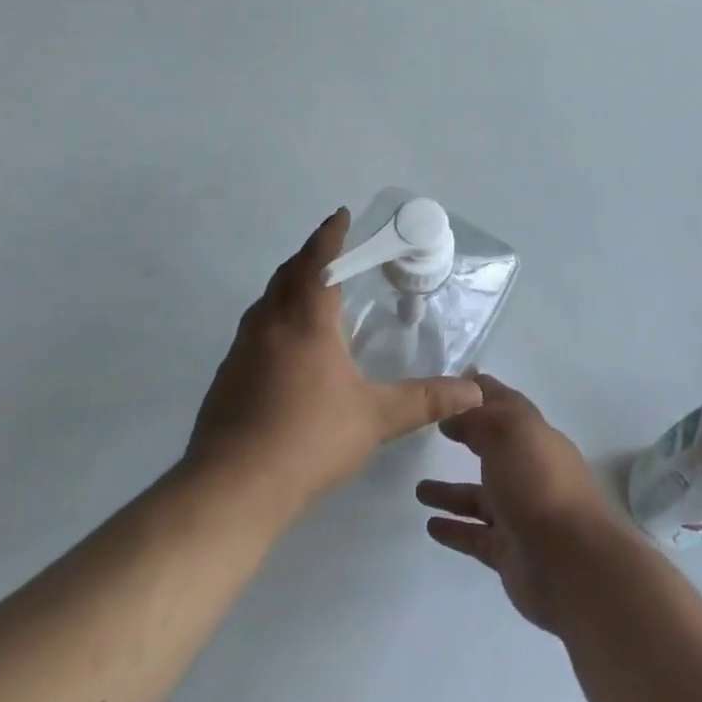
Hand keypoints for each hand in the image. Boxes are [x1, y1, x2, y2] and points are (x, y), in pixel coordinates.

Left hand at [187, 209, 483, 518]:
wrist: (232, 487)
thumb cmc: (309, 439)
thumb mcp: (376, 418)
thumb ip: (425, 400)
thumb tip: (474, 391)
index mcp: (305, 320)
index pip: (319, 261)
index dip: (331, 234)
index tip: (341, 214)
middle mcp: (269, 323)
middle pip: (288, 273)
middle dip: (311, 255)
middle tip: (333, 251)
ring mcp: (241, 348)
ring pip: (267, 300)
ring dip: (289, 285)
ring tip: (311, 291)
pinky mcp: (227, 375)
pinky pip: (255, 327)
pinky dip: (274, 316)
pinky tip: (287, 345)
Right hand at [417, 375, 626, 631]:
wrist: (570, 563)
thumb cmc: (539, 483)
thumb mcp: (507, 431)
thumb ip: (477, 417)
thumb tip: (453, 414)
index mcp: (535, 437)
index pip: (506, 406)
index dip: (481, 392)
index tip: (451, 383)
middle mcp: (531, 472)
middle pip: (494, 450)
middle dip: (467, 439)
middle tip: (432, 433)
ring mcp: (521, 514)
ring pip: (479, 497)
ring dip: (451, 492)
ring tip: (418, 490)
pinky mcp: (510, 553)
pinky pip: (475, 536)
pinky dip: (454, 530)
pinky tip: (430, 525)